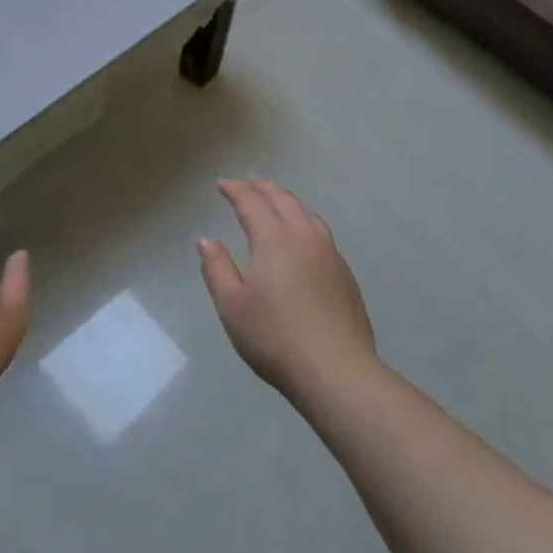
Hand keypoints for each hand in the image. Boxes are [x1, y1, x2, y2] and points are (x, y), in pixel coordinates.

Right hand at [198, 176, 376, 395]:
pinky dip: (305, 220)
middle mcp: (304, 238)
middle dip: (264, 188)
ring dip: (288, 200)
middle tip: (249, 180)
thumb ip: (217, 269)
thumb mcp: (232, 306)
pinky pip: (321, 233)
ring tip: (277, 199)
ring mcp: (329, 255)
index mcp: (274, 240)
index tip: (222, 184)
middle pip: (283, 201)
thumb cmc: (275, 337)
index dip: (236, 190)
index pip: (252, 203)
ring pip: (307, 214)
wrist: (336, 371)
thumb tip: (206, 241)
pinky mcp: (345, 275)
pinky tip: (303, 235)